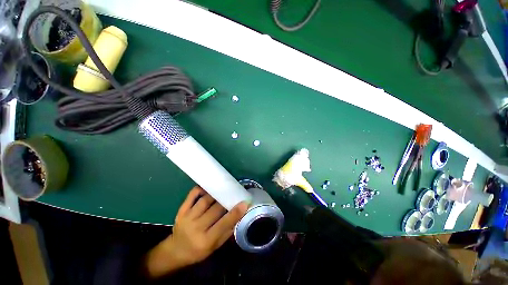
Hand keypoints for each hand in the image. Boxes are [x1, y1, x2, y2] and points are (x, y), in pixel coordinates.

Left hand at [145, 186, 247, 277]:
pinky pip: (192, 195)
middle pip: (215, 209)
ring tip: (223, 189)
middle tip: (234, 194)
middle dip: (226, 200)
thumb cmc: (198, 251)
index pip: (223, 224)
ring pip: (205, 200)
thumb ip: (227, 231)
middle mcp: (196, 228)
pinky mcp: (181, 210)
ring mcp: (187, 218)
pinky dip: (201, 189)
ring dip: (215, 193)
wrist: (176, 251)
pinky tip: (208, 187)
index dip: (235, 213)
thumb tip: (239, 215)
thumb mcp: (215, 246)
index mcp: (205, 240)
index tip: (244, 203)